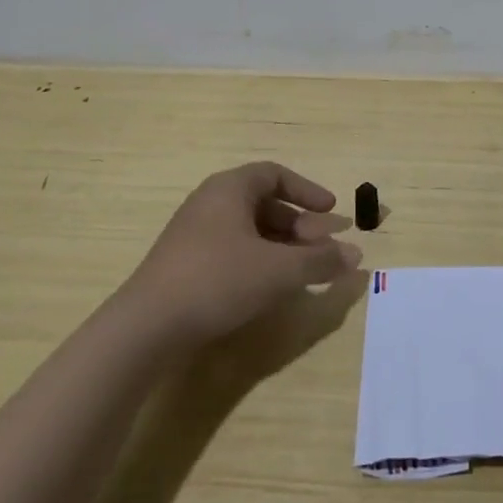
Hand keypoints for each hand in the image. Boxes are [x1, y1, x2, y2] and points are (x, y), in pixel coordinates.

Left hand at [124, 162, 362, 348]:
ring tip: (304, 271)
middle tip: (323, 248)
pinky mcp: (185, 264)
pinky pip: (232, 250)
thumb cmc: (218, 281)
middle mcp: (209, 203)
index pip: (275, 175)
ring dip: (282, 246)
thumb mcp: (279, 271)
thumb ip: (320, 261)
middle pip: (264, 204)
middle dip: (300, 225)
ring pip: (249, 230)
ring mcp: (193, 234)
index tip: (331, 211)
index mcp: (229, 189)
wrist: (146, 327)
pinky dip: (259, 261)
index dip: (308, 191)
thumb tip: (356, 255)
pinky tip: (270, 287)